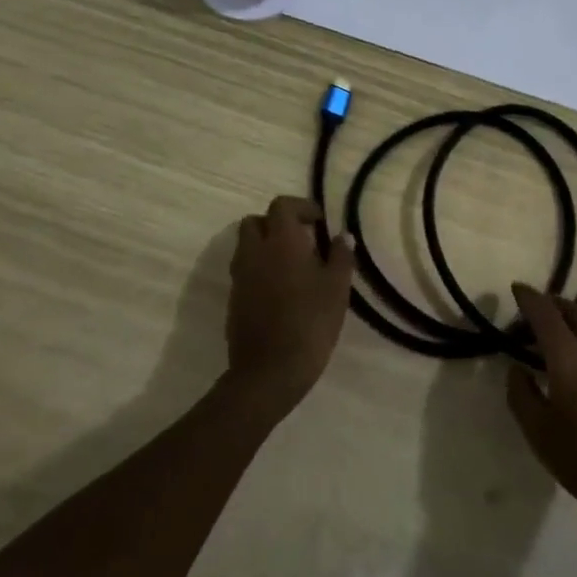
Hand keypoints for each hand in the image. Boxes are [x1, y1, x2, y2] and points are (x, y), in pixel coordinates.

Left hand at [223, 196, 355, 418]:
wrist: (269, 371)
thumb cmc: (310, 322)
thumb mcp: (337, 288)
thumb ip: (340, 257)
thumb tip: (342, 236)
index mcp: (281, 241)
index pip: (282, 206)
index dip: (301, 207)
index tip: (319, 221)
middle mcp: (254, 252)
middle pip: (255, 222)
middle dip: (276, 224)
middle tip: (301, 239)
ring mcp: (240, 276)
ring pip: (247, 246)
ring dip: (266, 246)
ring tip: (292, 265)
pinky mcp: (234, 299)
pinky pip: (245, 270)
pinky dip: (259, 269)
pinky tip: (281, 290)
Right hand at [505, 284, 576, 544]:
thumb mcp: (541, 435)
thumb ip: (522, 396)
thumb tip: (516, 368)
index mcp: (569, 356)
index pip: (545, 313)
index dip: (529, 298)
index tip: (517, 289)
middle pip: (575, 312)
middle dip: (554, 306)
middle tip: (539, 313)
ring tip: (570, 328)